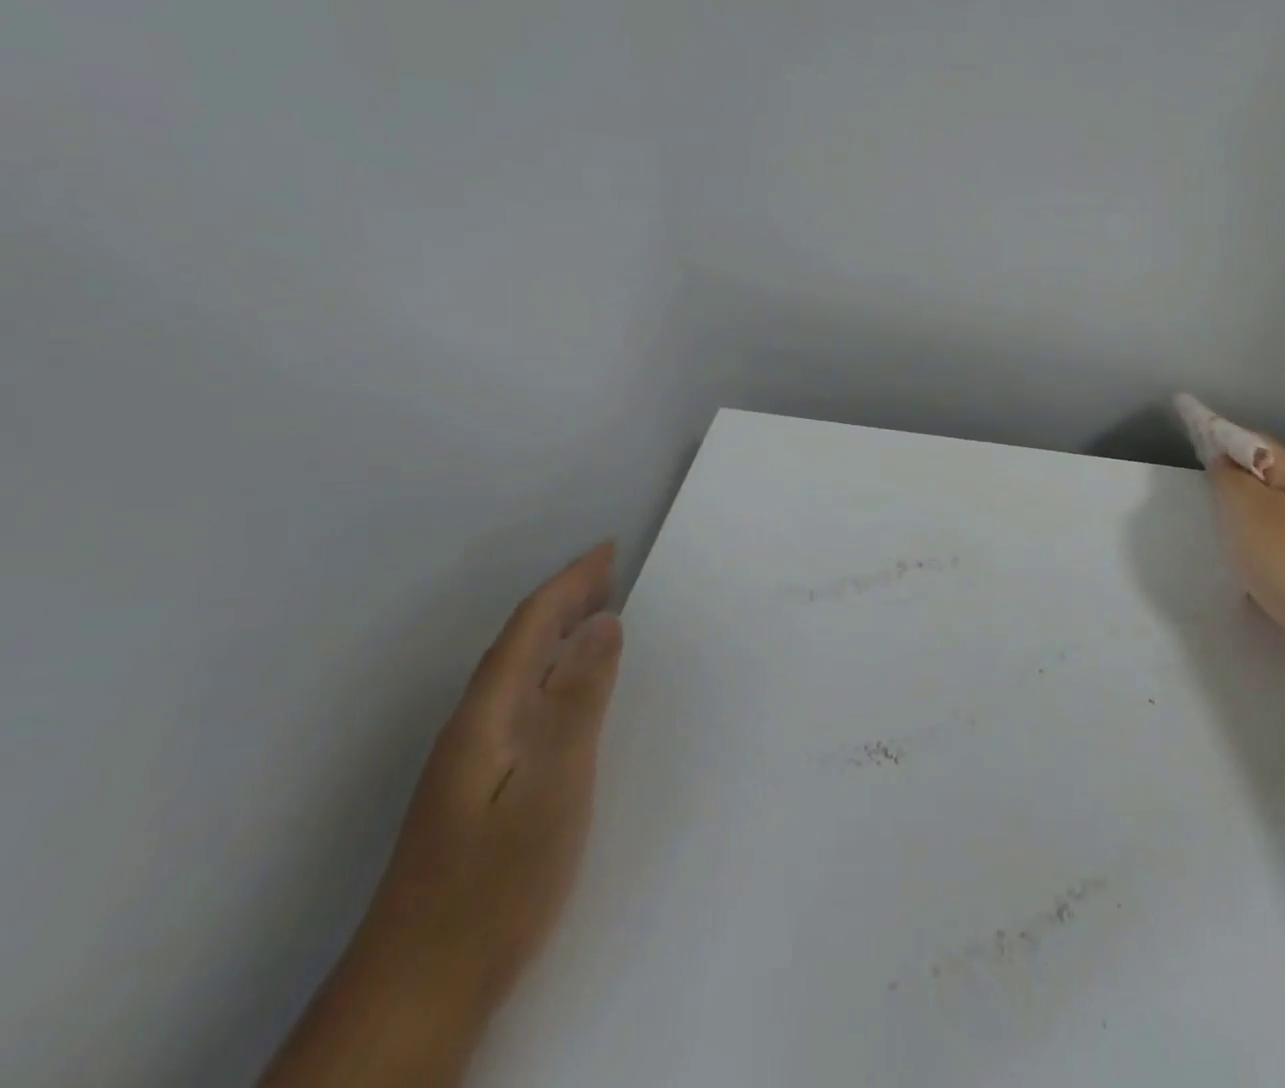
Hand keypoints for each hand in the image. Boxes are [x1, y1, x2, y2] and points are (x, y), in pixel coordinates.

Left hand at [259, 544, 626, 1087]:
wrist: (416, 993)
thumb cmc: (495, 883)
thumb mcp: (554, 786)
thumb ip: (579, 702)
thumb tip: (603, 623)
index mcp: (488, 716)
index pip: (529, 628)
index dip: (569, 583)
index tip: (608, 549)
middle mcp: (473, 728)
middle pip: (519, 645)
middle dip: (563, 599)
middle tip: (610, 570)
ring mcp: (470, 763)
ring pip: (517, 674)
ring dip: (556, 632)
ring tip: (597, 614)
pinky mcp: (476, 791)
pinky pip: (520, 702)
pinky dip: (550, 671)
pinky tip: (567, 690)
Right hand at [1207, 440, 1284, 683]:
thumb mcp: (1245, 507)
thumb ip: (1228, 479)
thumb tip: (1223, 460)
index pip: (1256, 443)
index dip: (1223, 434)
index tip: (1193, 430)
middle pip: (1267, 482)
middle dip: (1235, 478)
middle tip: (1200, 483)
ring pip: (1273, 522)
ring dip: (1246, 521)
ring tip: (1215, 529)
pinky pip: (1278, 559)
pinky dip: (1257, 559)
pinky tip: (1242, 575)